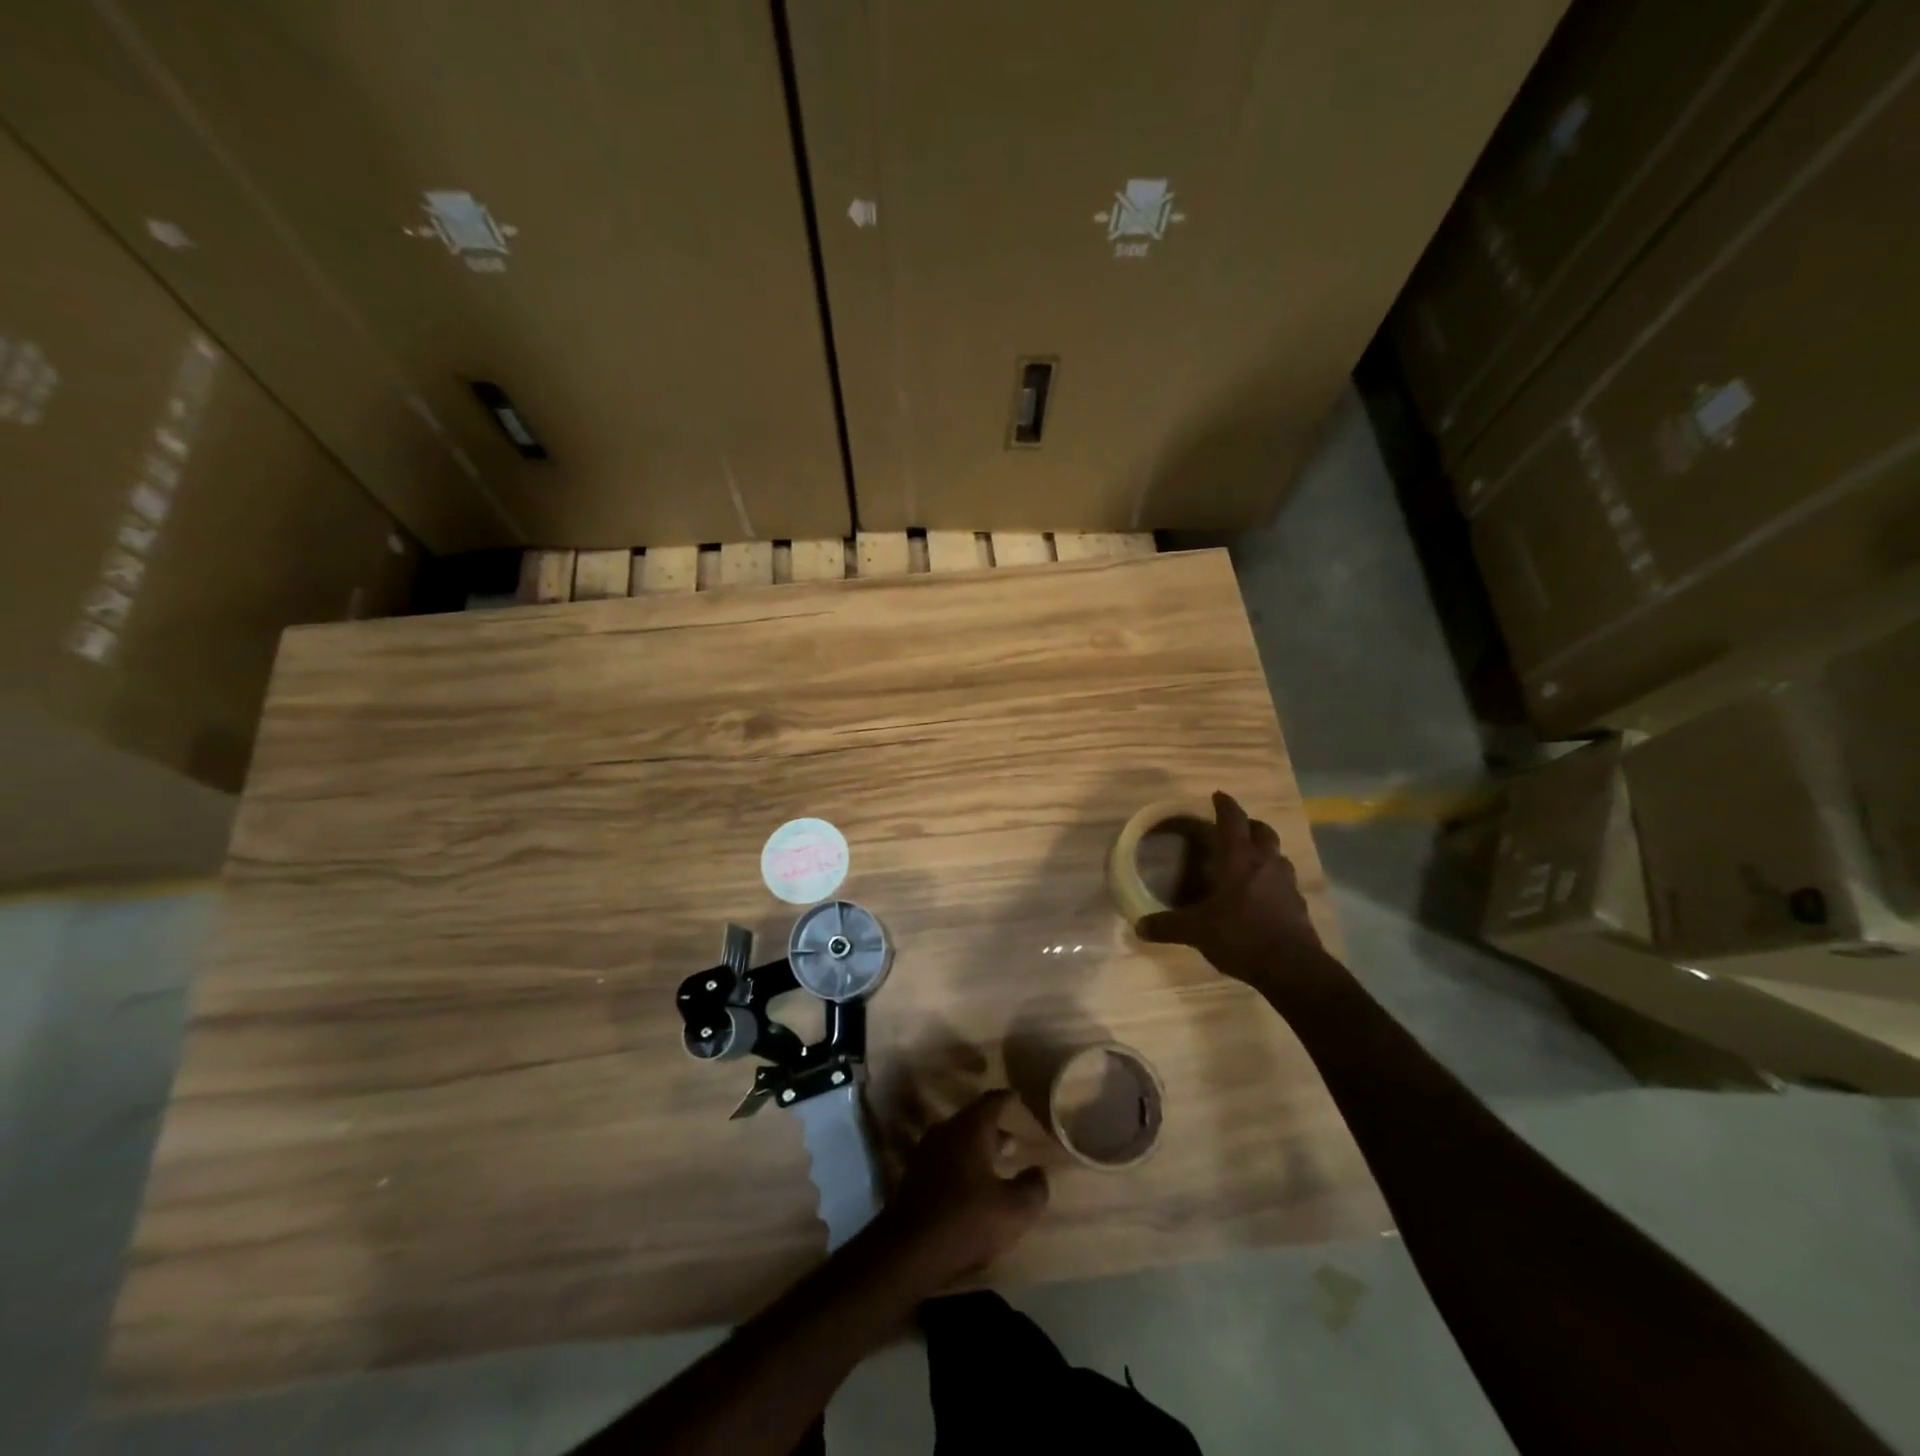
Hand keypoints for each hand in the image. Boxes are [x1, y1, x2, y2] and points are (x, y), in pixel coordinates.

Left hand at [877, 1090, 1047, 1289]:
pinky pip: (946, 1158)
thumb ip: (1032, 1188)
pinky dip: (963, 1164)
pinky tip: (973, 1185)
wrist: (910, 1250)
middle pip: (973, 1120)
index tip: (1017, 1095)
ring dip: (978, 1148)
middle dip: (994, 1128)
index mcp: (969, 1129)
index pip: (991, 1102)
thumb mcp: (1013, 1210)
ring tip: (997, 1162)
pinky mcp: (916, 1176)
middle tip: (1013, 1137)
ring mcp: (927, 1152)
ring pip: (959, 1141)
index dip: (1007, 1098)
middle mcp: (946, 1132)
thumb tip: (1039, 1173)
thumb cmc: (966, 1221)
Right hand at [1136, 790, 1334, 999]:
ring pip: (1277, 854)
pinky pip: (1284, 881)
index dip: (1225, 805)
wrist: (1292, 968)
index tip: (1218, 796)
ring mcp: (1287, 883)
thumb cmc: (1240, 936)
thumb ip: (1168, 926)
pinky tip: (1261, 895)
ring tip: (1248, 861)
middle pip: (1262, 831)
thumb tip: (1139, 926)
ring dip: (1264, 851)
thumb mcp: (1196, 931)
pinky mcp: (1298, 904)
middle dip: (1249, 824)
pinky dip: (1272, 879)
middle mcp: (1266, 863)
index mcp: (1239, 859)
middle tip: (1235, 828)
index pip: (1233, 820)